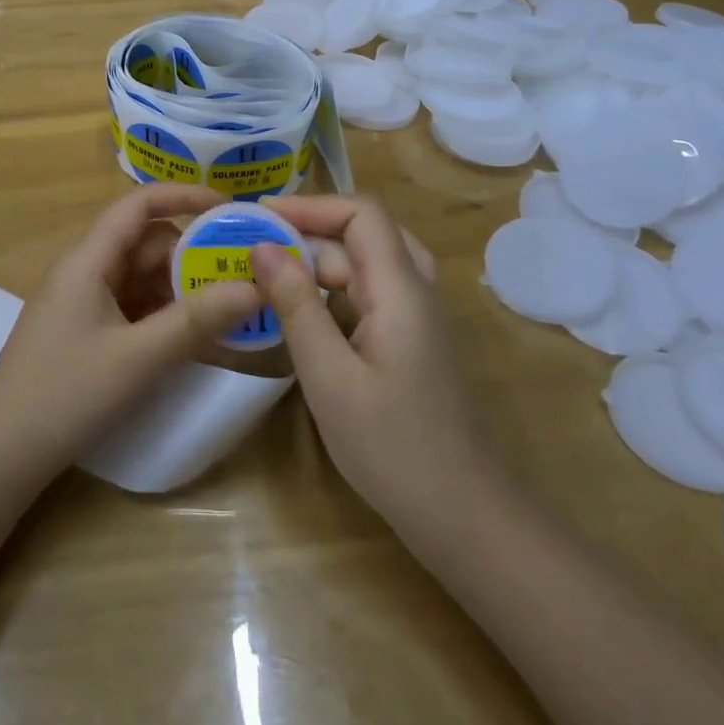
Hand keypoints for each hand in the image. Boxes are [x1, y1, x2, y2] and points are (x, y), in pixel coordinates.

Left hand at [0, 184, 263, 484]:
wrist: (1, 453)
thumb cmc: (66, 394)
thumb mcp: (139, 358)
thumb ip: (197, 321)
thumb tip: (255, 287)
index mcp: (89, 260)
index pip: (139, 205)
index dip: (184, 197)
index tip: (230, 209)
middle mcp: (86, 270)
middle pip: (146, 244)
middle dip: (193, 256)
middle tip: (243, 278)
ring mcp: (84, 302)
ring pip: (143, 277)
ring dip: (182, 290)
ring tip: (229, 312)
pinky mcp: (87, 330)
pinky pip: (133, 306)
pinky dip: (164, 315)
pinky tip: (194, 338)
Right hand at [254, 196, 491, 535]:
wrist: (468, 519)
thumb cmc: (394, 448)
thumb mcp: (330, 377)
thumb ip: (296, 306)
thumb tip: (262, 247)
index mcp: (401, 289)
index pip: (360, 213)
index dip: (310, 206)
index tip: (259, 217)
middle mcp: (417, 291)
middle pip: (363, 235)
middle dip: (308, 233)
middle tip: (256, 249)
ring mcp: (419, 318)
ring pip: (367, 265)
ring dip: (319, 264)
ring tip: (269, 277)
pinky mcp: (415, 342)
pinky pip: (372, 295)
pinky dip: (334, 293)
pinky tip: (302, 316)